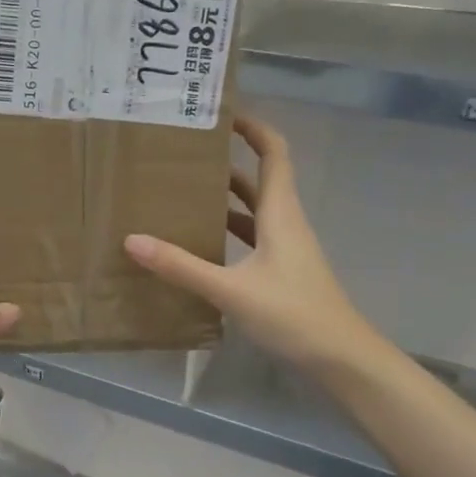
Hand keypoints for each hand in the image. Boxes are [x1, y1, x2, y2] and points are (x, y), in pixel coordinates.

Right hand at [124, 114, 375, 379]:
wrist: (342, 360)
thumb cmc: (294, 314)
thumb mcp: (231, 290)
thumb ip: (182, 266)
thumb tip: (133, 240)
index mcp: (281, 213)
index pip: (274, 153)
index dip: (253, 128)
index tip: (221, 115)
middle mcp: (285, 224)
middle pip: (259, 180)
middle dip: (227, 164)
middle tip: (184, 157)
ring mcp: (286, 250)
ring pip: (254, 212)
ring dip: (225, 200)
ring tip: (183, 194)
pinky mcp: (282, 274)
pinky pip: (252, 240)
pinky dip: (229, 233)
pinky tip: (201, 244)